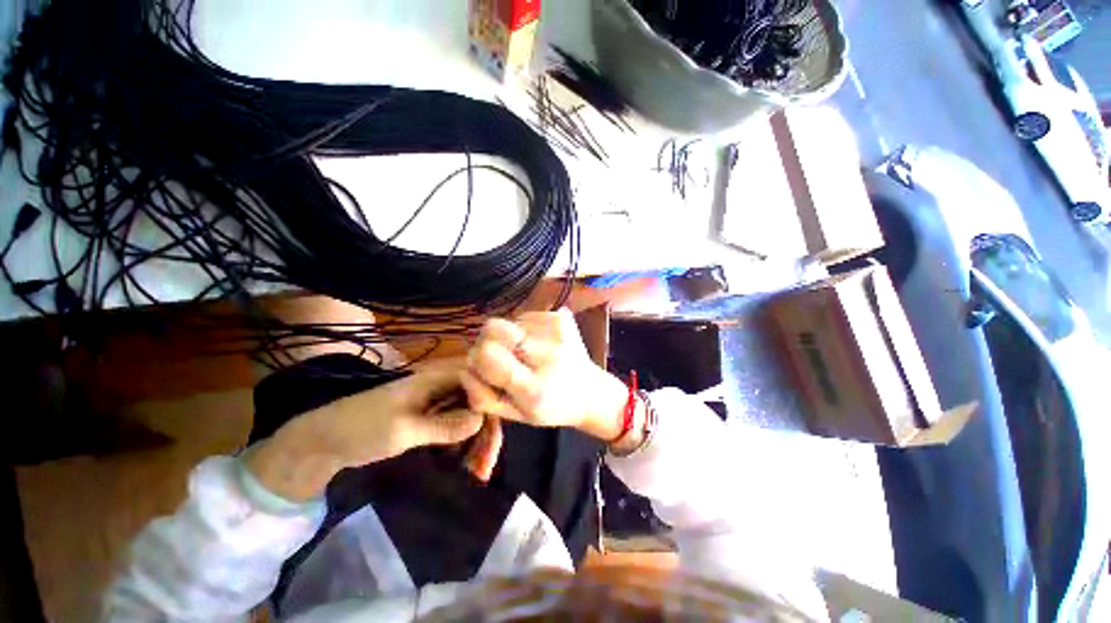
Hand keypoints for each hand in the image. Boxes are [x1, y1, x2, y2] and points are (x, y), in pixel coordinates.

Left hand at [247, 364, 484, 501]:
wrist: (323, 441)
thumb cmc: (362, 428)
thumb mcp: (403, 430)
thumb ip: (444, 425)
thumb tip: (482, 420)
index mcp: (438, 378)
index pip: (480, 383)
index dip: (494, 405)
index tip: (497, 437)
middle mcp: (443, 385)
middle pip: (479, 402)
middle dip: (486, 433)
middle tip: (486, 467)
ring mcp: (437, 401)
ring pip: (470, 416)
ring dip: (476, 443)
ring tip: (477, 473)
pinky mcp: (430, 416)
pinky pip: (456, 426)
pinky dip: (462, 445)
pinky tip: (463, 465)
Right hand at [461, 310, 628, 440]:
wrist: (591, 392)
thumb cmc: (552, 408)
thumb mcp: (516, 416)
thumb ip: (484, 396)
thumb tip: (466, 367)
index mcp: (534, 388)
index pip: (487, 356)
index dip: (478, 359)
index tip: (485, 367)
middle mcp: (547, 355)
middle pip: (493, 327)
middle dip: (488, 341)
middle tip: (503, 358)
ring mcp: (556, 331)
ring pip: (508, 320)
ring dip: (509, 337)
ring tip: (527, 354)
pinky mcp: (562, 317)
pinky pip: (525, 315)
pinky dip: (524, 329)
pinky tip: (538, 344)